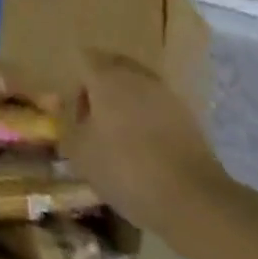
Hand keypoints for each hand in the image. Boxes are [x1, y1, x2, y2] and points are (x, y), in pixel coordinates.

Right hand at [64, 51, 230, 240]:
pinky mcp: (188, 116)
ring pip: (139, 86)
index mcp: (106, 78)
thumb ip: (68, 128)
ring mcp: (166, 94)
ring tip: (121, 137)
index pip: (85, 60)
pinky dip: (148, 118)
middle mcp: (137, 76)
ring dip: (127, 102)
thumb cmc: (125, 169)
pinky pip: (158, 106)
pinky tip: (146, 148)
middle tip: (96, 121)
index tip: (76, 114)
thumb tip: (66, 117)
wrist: (191, 198)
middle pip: (114, 67)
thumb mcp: (81, 154)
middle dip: (102, 88)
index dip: (77, 84)